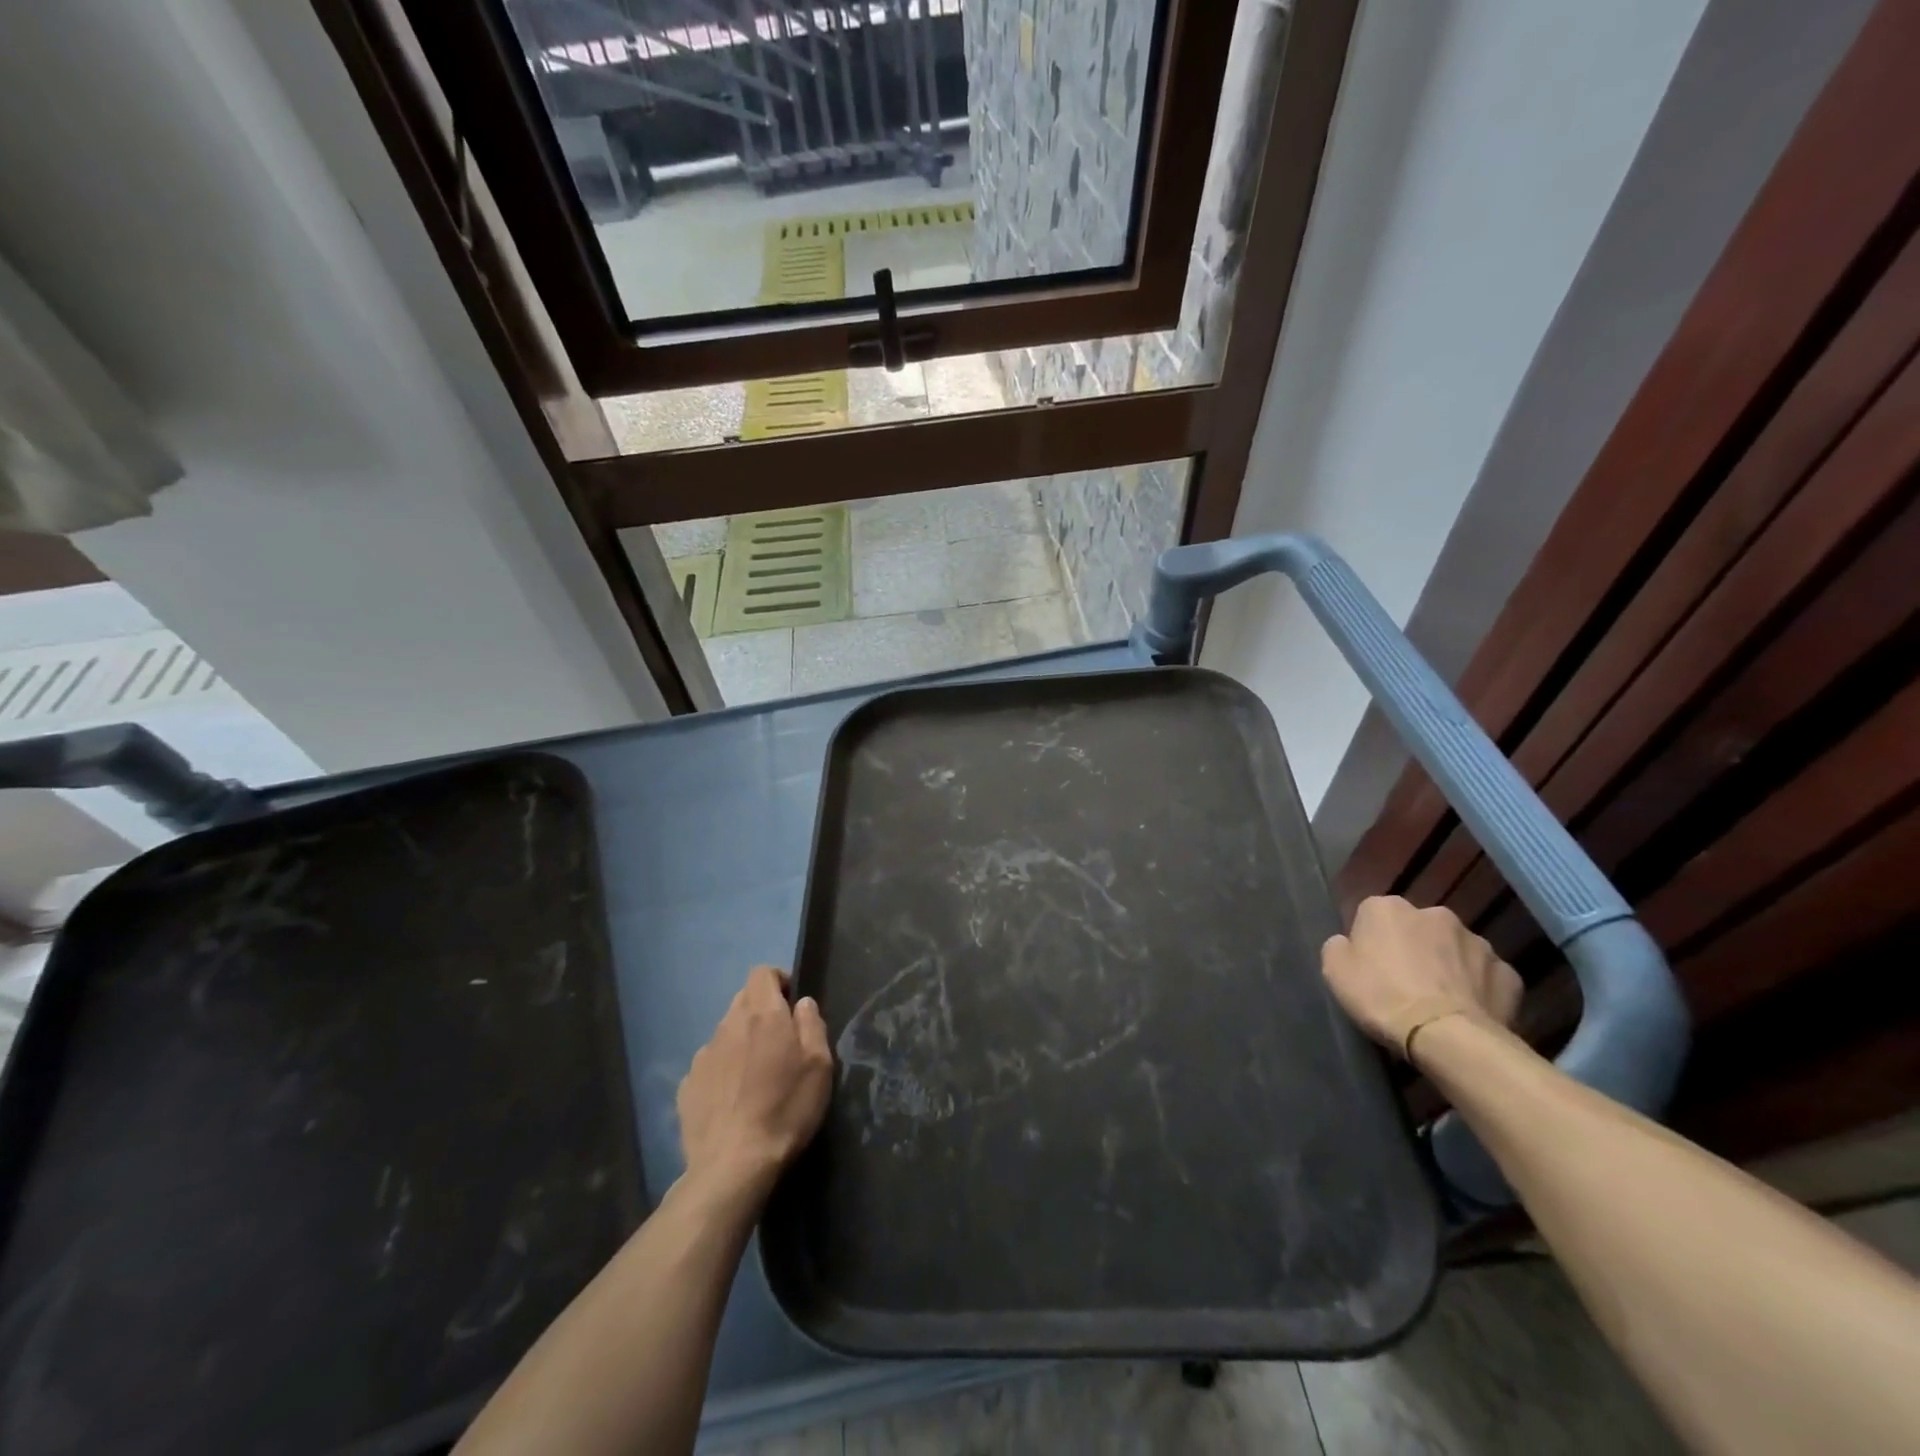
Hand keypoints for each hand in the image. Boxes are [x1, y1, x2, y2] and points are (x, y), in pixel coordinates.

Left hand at [677, 966, 833, 1202]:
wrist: (732, 1166)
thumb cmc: (786, 1109)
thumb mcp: (819, 1065)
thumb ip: (811, 1024)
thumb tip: (801, 1003)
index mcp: (762, 1015)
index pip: (761, 973)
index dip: (778, 980)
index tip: (792, 1004)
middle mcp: (728, 1025)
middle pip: (743, 1000)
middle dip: (762, 1011)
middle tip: (780, 1042)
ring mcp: (703, 1056)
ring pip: (725, 1032)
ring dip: (741, 1041)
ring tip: (756, 1076)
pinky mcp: (687, 1086)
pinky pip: (709, 1065)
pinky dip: (722, 1071)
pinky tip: (733, 1100)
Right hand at [1322, 896, 1522, 1063]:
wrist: (1447, 1037)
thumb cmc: (1382, 997)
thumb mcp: (1334, 971)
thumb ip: (1338, 947)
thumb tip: (1349, 943)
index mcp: (1388, 908)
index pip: (1372, 915)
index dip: (1369, 941)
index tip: (1368, 966)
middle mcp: (1435, 914)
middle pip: (1417, 928)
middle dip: (1413, 948)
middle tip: (1403, 982)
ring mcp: (1477, 942)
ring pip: (1455, 949)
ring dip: (1447, 965)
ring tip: (1438, 1000)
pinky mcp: (1508, 973)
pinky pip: (1485, 976)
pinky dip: (1477, 988)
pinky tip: (1467, 1011)